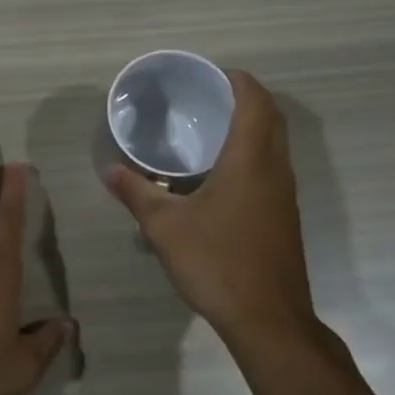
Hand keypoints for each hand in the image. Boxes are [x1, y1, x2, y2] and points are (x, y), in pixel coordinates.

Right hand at [102, 70, 314, 340]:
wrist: (268, 320)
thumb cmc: (217, 261)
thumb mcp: (165, 227)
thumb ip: (136, 192)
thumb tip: (109, 170)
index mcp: (251, 159)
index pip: (255, 100)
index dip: (237, 80)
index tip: (210, 75)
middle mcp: (275, 169)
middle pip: (271, 117)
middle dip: (244, 98)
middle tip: (206, 98)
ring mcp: (285, 195)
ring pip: (275, 143)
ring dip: (252, 126)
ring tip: (209, 129)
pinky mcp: (284, 217)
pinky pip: (272, 168)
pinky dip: (253, 154)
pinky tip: (219, 175)